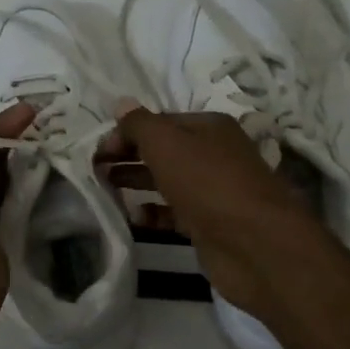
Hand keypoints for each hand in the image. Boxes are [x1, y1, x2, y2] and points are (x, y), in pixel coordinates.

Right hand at [105, 105, 331, 322]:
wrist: (255, 244)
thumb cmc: (208, 183)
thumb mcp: (167, 144)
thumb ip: (140, 124)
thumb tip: (121, 104)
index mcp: (208, 127)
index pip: (159, 122)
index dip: (126, 132)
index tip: (97, 150)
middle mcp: (213, 154)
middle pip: (163, 150)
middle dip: (128, 156)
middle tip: (94, 168)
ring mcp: (213, 191)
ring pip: (166, 181)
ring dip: (136, 182)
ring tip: (105, 188)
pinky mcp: (209, 224)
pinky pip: (174, 213)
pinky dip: (153, 213)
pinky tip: (133, 217)